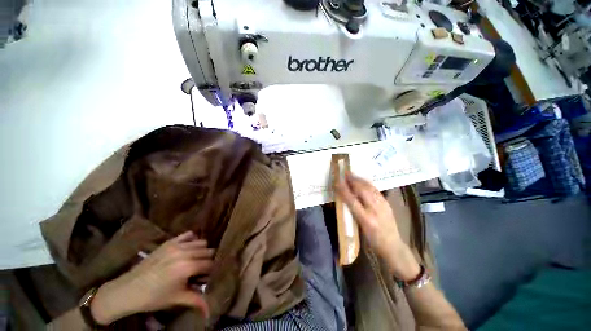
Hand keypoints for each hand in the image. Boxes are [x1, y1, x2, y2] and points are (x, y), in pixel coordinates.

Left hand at [90, 231, 214, 324]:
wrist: (127, 290)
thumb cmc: (153, 298)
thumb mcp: (177, 299)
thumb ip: (197, 302)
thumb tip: (210, 312)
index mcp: (187, 267)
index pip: (210, 264)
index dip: (211, 271)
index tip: (208, 276)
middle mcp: (185, 253)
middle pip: (207, 251)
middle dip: (207, 260)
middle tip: (201, 270)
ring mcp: (176, 245)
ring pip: (201, 242)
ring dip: (201, 251)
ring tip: (195, 261)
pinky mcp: (169, 242)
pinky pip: (188, 235)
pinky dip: (191, 240)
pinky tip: (188, 249)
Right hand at [336, 172, 419, 280]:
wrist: (393, 247)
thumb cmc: (373, 241)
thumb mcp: (360, 229)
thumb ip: (353, 213)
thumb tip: (346, 199)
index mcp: (366, 220)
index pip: (352, 201)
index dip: (343, 190)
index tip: (337, 181)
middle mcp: (375, 211)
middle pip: (362, 191)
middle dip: (352, 180)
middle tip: (345, 173)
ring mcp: (383, 206)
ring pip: (370, 188)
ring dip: (360, 180)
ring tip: (352, 175)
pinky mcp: (387, 204)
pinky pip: (376, 191)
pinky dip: (368, 184)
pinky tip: (363, 181)